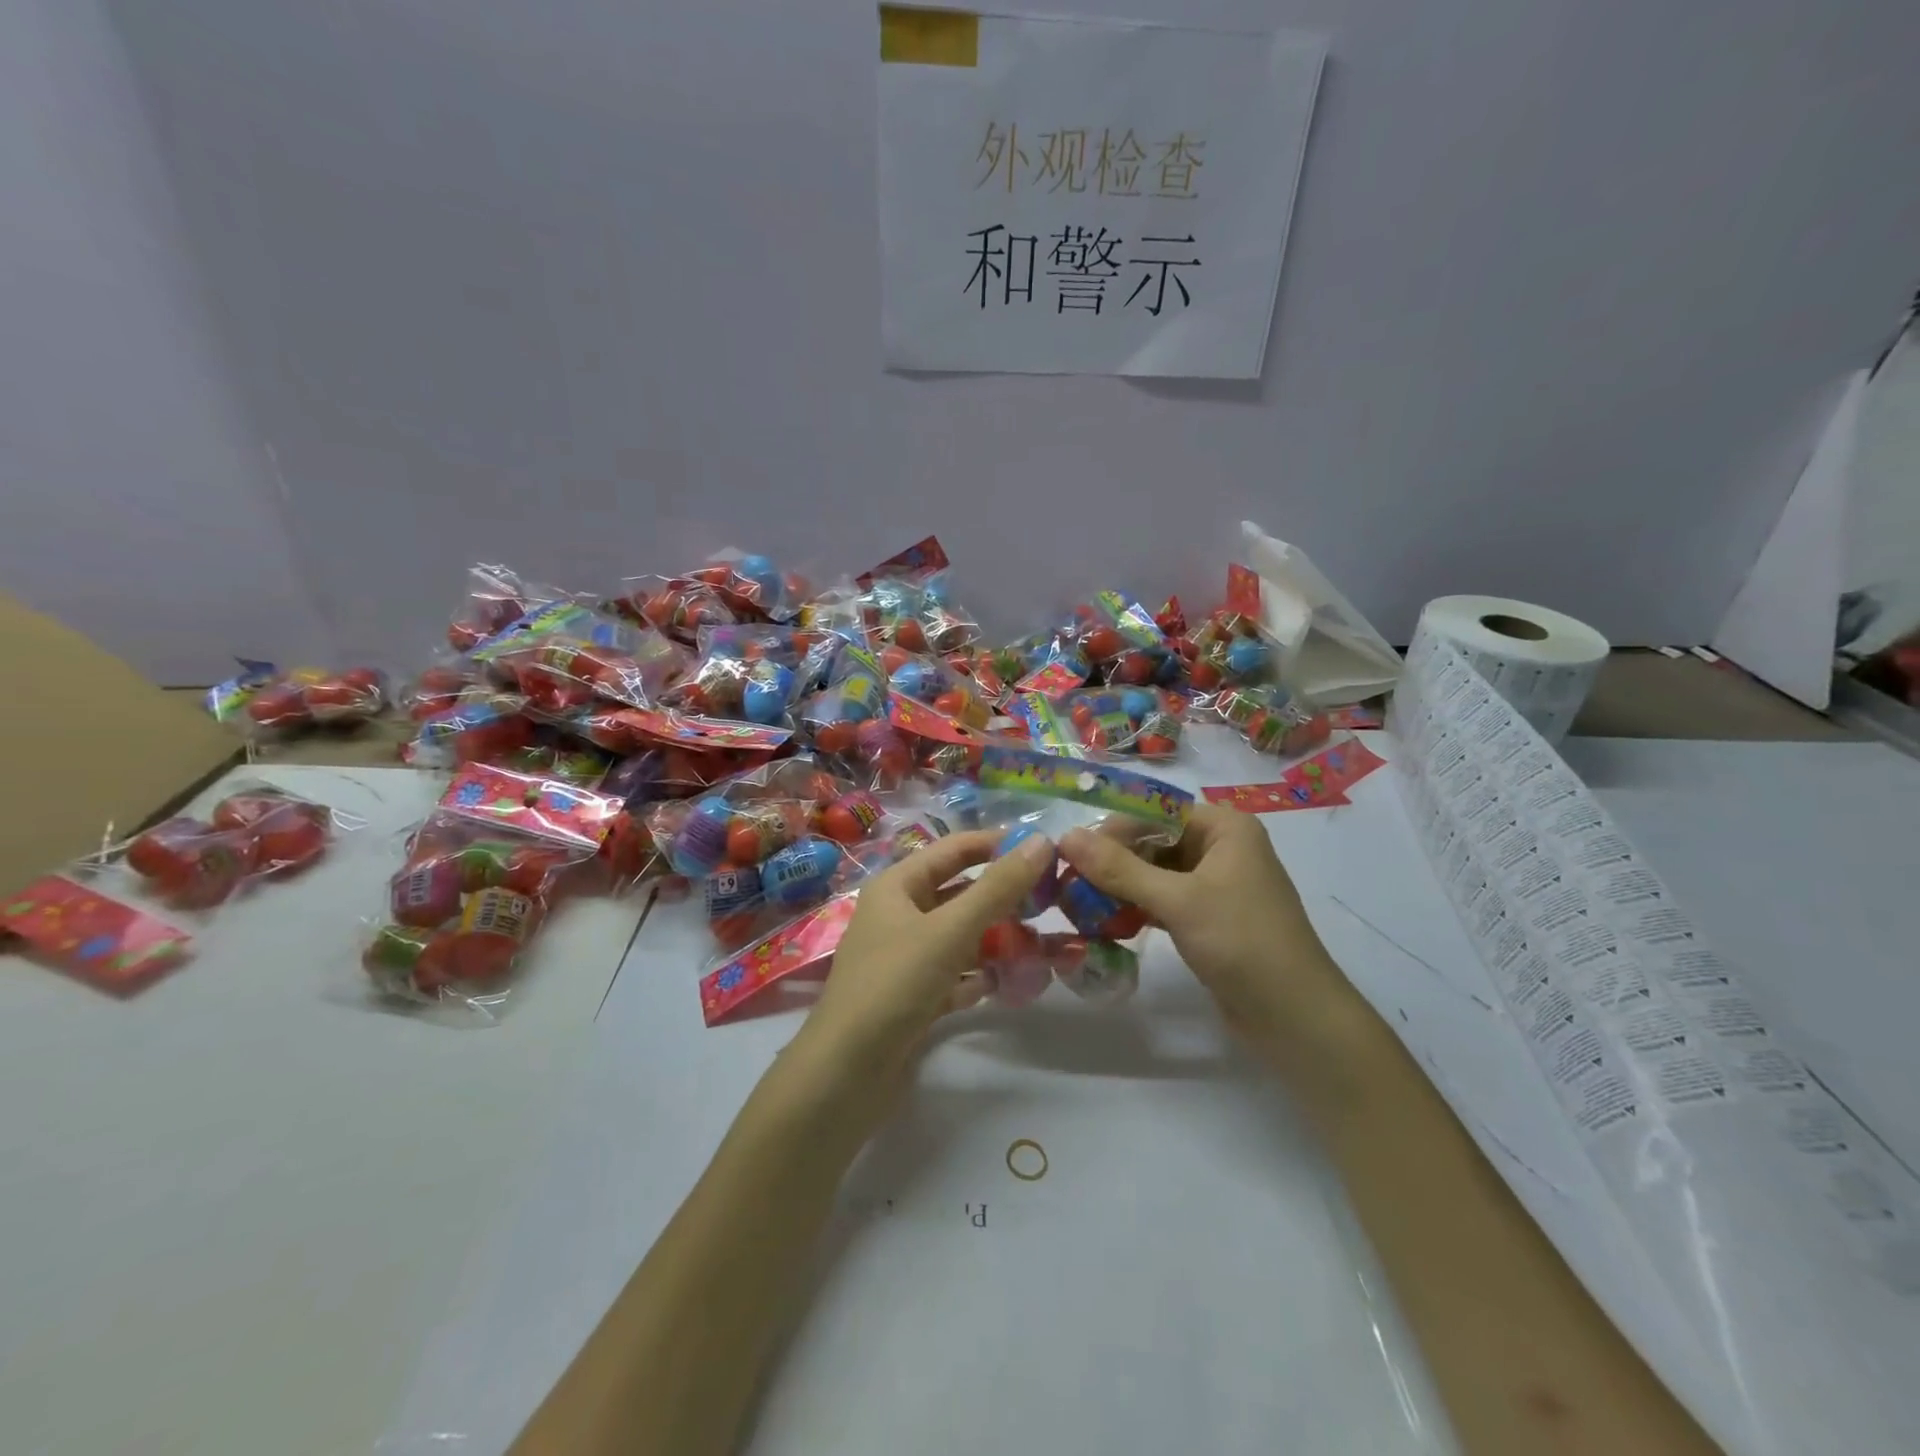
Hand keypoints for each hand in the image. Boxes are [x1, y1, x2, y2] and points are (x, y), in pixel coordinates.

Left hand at [796, 828, 1054, 1080]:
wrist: (845, 1075)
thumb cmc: (894, 985)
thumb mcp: (949, 930)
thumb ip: (997, 887)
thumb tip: (1040, 841)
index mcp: (897, 886)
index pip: (954, 849)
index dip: (997, 844)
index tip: (1045, 850)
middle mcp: (898, 915)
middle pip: (959, 892)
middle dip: (1001, 896)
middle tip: (1051, 901)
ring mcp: (904, 958)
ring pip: (959, 936)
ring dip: (995, 938)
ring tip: (1039, 944)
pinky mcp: (912, 997)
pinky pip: (954, 974)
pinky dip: (978, 975)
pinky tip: (1005, 982)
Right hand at [1058, 803, 1352, 1040]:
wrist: (1295, 1018)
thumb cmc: (1242, 943)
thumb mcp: (1178, 901)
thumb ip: (1120, 868)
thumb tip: (1065, 836)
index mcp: (1224, 828)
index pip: (1156, 811)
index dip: (1114, 828)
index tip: (1072, 853)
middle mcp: (1221, 848)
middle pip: (1154, 841)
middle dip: (1113, 861)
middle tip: (1071, 884)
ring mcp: (1216, 885)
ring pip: (1155, 873)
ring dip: (1121, 887)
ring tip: (1081, 905)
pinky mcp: (1208, 918)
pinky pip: (1163, 900)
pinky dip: (1137, 908)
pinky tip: (1108, 923)